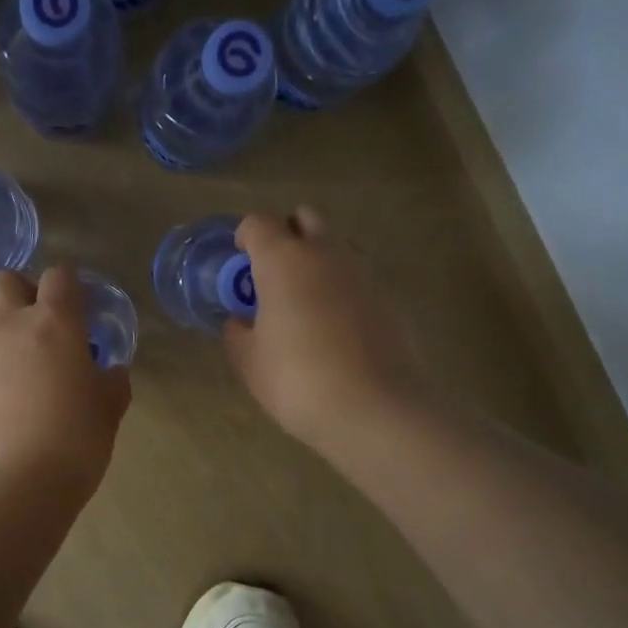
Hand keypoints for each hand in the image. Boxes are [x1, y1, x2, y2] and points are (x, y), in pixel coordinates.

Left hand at [0, 266, 130, 502]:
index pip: (59, 276)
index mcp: (53, 325)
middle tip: (40, 330)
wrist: (5, 487)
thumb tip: (109, 372)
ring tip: (15, 379)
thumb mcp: (107, 413)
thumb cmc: (71, 444)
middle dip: (22, 293)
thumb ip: (111, 384)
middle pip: (4, 281)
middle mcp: (6, 328)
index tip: (79, 308)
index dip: (70, 285)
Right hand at [223, 208, 428, 452]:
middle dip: (287, 236)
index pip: (258, 223)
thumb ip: (238, 333)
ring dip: (318, 261)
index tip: (240, 267)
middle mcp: (326, 253)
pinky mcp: (389, 299)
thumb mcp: (250, 362)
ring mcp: (363, 273)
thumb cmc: (297, 380)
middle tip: (273, 277)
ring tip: (305, 305)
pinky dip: (342, 290)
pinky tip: (335, 330)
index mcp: (284, 260)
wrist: (374, 409)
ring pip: (336, 246)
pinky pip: (358, 279)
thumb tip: (240, 321)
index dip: (245, 239)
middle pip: (305, 219)